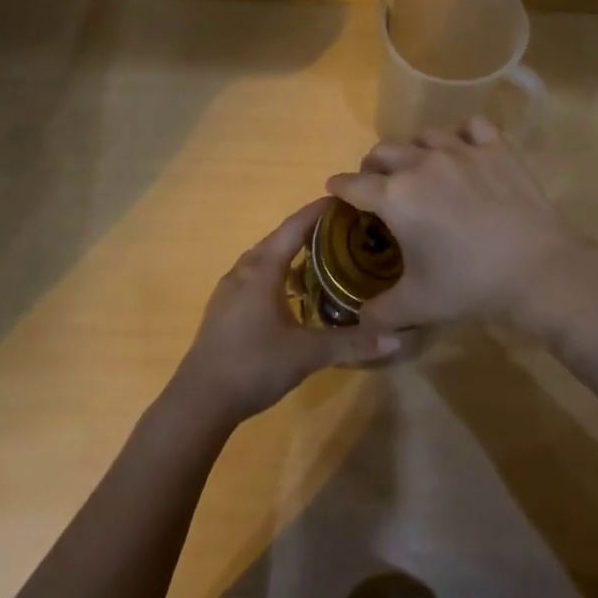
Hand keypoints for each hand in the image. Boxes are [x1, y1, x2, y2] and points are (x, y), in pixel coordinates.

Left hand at [169, 199, 401, 427]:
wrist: (200, 399)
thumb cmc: (254, 365)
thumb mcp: (307, 354)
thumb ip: (351, 343)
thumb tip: (396, 336)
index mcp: (262, 269)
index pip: (294, 227)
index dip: (318, 211)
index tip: (344, 198)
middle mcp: (243, 270)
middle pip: (278, 239)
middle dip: (308, 230)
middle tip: (342, 231)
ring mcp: (228, 290)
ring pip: (264, 259)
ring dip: (289, 253)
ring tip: (321, 257)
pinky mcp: (223, 309)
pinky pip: (254, 277)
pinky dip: (276, 273)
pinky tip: (291, 292)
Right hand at [325, 117, 592, 330]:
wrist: (536, 270)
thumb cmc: (468, 285)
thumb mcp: (416, 306)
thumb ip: (379, 313)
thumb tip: (360, 321)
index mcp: (394, 197)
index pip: (352, 184)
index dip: (339, 188)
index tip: (336, 191)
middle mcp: (421, 163)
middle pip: (382, 151)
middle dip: (372, 166)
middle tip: (378, 185)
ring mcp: (460, 151)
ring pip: (423, 135)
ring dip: (413, 150)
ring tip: (420, 168)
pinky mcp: (496, 148)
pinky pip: (471, 127)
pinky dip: (462, 136)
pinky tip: (465, 151)